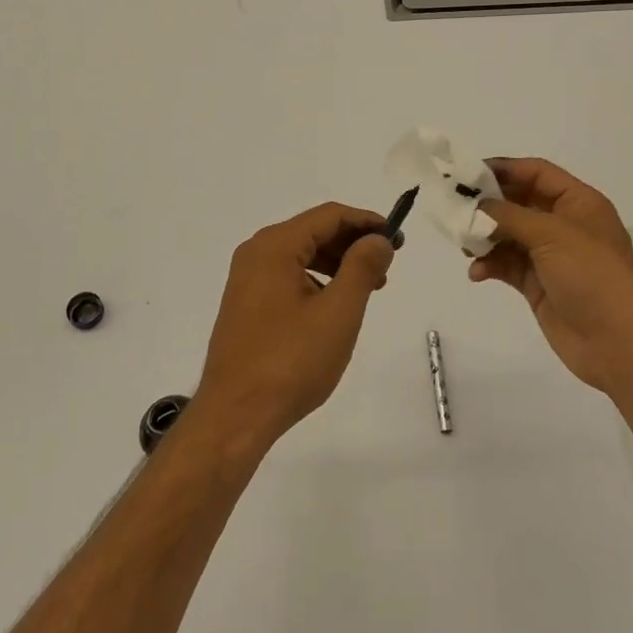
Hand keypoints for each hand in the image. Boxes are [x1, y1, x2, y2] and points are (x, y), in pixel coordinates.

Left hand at [193, 203, 395, 454]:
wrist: (235, 417)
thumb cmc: (290, 362)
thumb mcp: (338, 312)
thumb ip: (362, 267)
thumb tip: (378, 238)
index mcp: (275, 246)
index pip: (329, 216)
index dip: (366, 221)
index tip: (397, 237)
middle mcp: (256, 253)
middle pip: (314, 231)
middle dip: (353, 243)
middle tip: (387, 265)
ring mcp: (247, 280)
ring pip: (302, 255)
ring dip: (338, 263)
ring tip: (369, 288)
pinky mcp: (246, 304)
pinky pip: (288, 276)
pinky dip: (317, 281)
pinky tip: (335, 306)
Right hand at [469, 158, 632, 396]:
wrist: (619, 341)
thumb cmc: (592, 274)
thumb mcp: (552, 234)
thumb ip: (511, 215)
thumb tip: (479, 206)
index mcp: (577, 203)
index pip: (537, 174)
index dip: (506, 169)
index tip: (469, 174)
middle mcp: (564, 225)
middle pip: (520, 203)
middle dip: (489, 205)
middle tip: (455, 207)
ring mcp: (550, 257)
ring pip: (509, 235)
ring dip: (485, 237)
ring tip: (465, 244)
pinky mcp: (538, 285)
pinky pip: (507, 265)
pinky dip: (490, 265)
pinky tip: (477, 272)